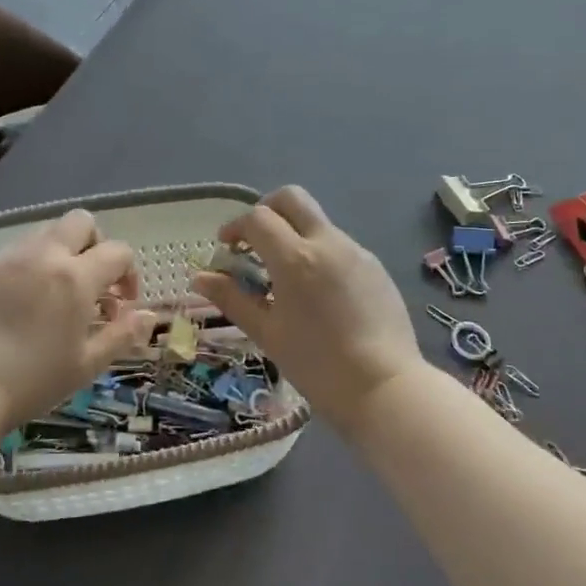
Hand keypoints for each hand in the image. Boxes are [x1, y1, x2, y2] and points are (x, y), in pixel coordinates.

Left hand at [0, 210, 156, 430]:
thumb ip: (122, 335)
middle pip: (82, 222)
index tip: (121, 304)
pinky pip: (20, 248)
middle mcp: (45, 256)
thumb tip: (149, 316)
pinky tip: (27, 297)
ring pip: (48, 230)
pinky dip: (34, 261)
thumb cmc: (33, 380)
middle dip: (96, 244)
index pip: (118, 252)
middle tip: (92, 282)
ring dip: (64, 250)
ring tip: (58, 290)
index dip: (129, 274)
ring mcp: (11, 258)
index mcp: (76, 278)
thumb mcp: (87, 364)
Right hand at [191, 187, 424, 420]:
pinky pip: (340, 245)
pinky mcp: (375, 266)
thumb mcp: (267, 333)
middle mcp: (328, 243)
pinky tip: (318, 293)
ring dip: (294, 234)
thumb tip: (200, 277)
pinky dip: (319, 253)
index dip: (236, 226)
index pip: (258, 218)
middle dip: (267, 209)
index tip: (227, 247)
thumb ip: (232, 299)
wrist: (385, 387)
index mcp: (296, 258)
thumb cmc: (317, 365)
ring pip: (317, 222)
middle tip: (255, 241)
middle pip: (292, 198)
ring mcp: (356, 251)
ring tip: (285, 277)